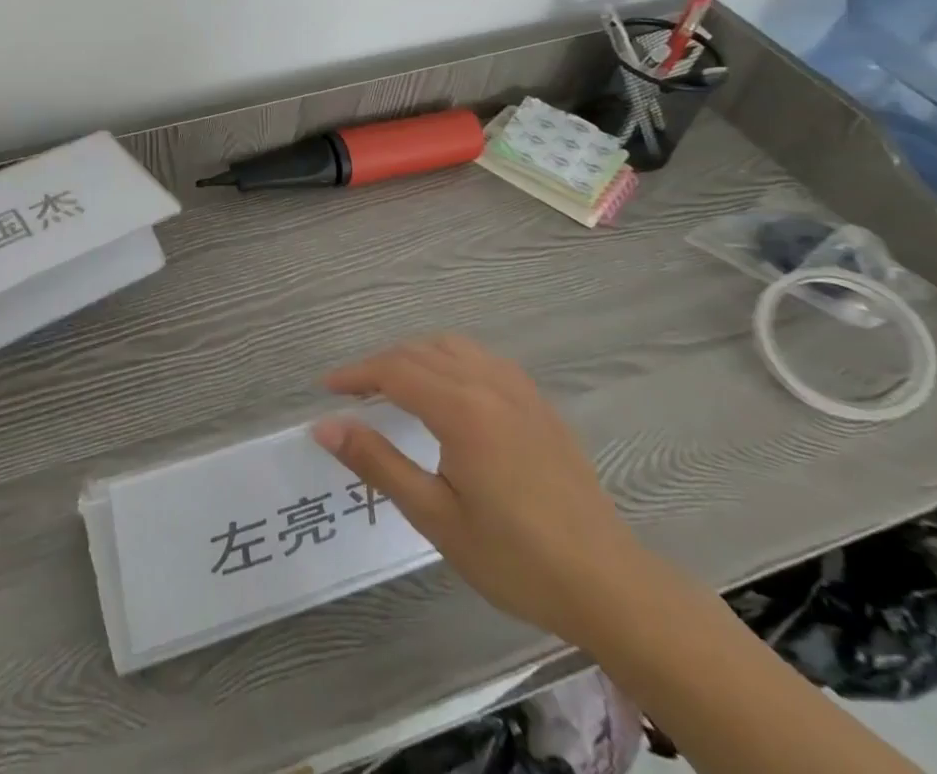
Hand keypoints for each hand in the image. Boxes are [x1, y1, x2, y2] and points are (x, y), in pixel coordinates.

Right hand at [312, 334, 650, 645]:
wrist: (611, 588)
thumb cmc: (516, 558)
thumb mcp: (436, 516)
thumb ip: (378, 463)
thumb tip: (325, 426)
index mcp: (461, 410)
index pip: (394, 370)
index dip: (356, 374)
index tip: (327, 389)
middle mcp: (489, 385)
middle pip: (420, 352)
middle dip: (381, 364)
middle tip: (355, 394)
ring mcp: (520, 392)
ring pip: (453, 348)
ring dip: (416, 357)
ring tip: (396, 386)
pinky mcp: (540, 407)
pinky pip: (484, 360)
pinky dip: (452, 361)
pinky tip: (451, 390)